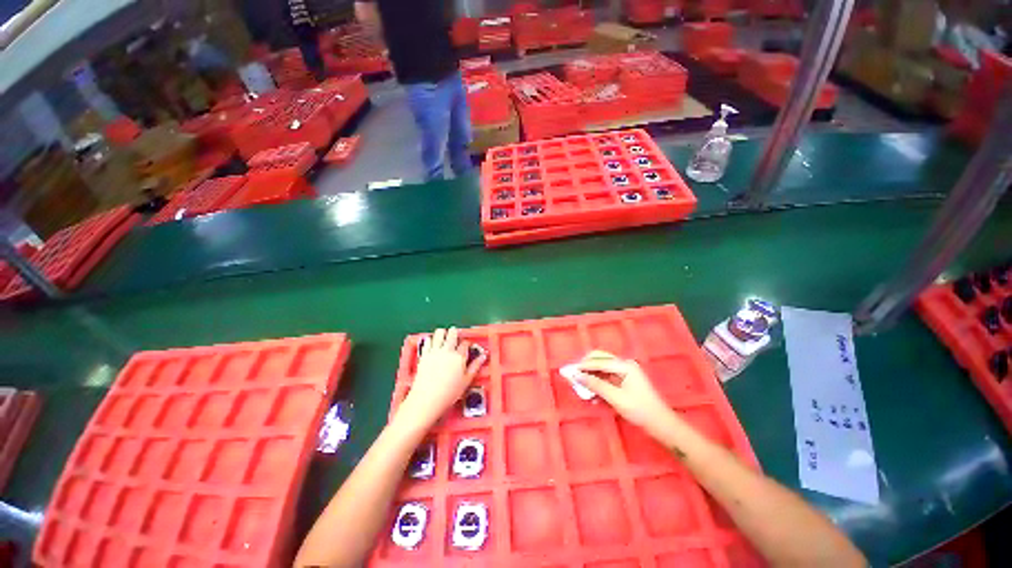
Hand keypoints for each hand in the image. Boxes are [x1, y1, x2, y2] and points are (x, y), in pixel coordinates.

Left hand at [396, 328, 485, 429]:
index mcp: (459, 356)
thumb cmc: (448, 393)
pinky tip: (433, 345)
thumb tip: (483, 357)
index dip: (467, 344)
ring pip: (439, 332)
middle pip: (453, 332)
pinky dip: (431, 340)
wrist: (426, 399)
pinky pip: (428, 340)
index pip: (465, 343)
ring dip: (443, 334)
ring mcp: (435, 351)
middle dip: (455, 333)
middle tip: (455, 339)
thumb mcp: (466, 381)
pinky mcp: (424, 354)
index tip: (466, 348)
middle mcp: (447, 350)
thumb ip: (475, 366)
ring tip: (444, 340)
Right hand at [571, 351, 679, 439]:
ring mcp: (625, 372)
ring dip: (591, 375)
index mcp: (625, 365)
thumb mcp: (615, 398)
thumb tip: (577, 376)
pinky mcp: (625, 381)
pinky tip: (592, 392)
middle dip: (586, 367)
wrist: (661, 424)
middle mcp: (624, 364)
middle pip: (600, 359)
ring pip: (602, 368)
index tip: (569, 371)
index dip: (583, 366)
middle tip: (575, 376)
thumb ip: (595, 385)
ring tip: (581, 386)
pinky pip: (607, 376)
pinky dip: (598, 382)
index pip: (599, 361)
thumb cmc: (640, 410)